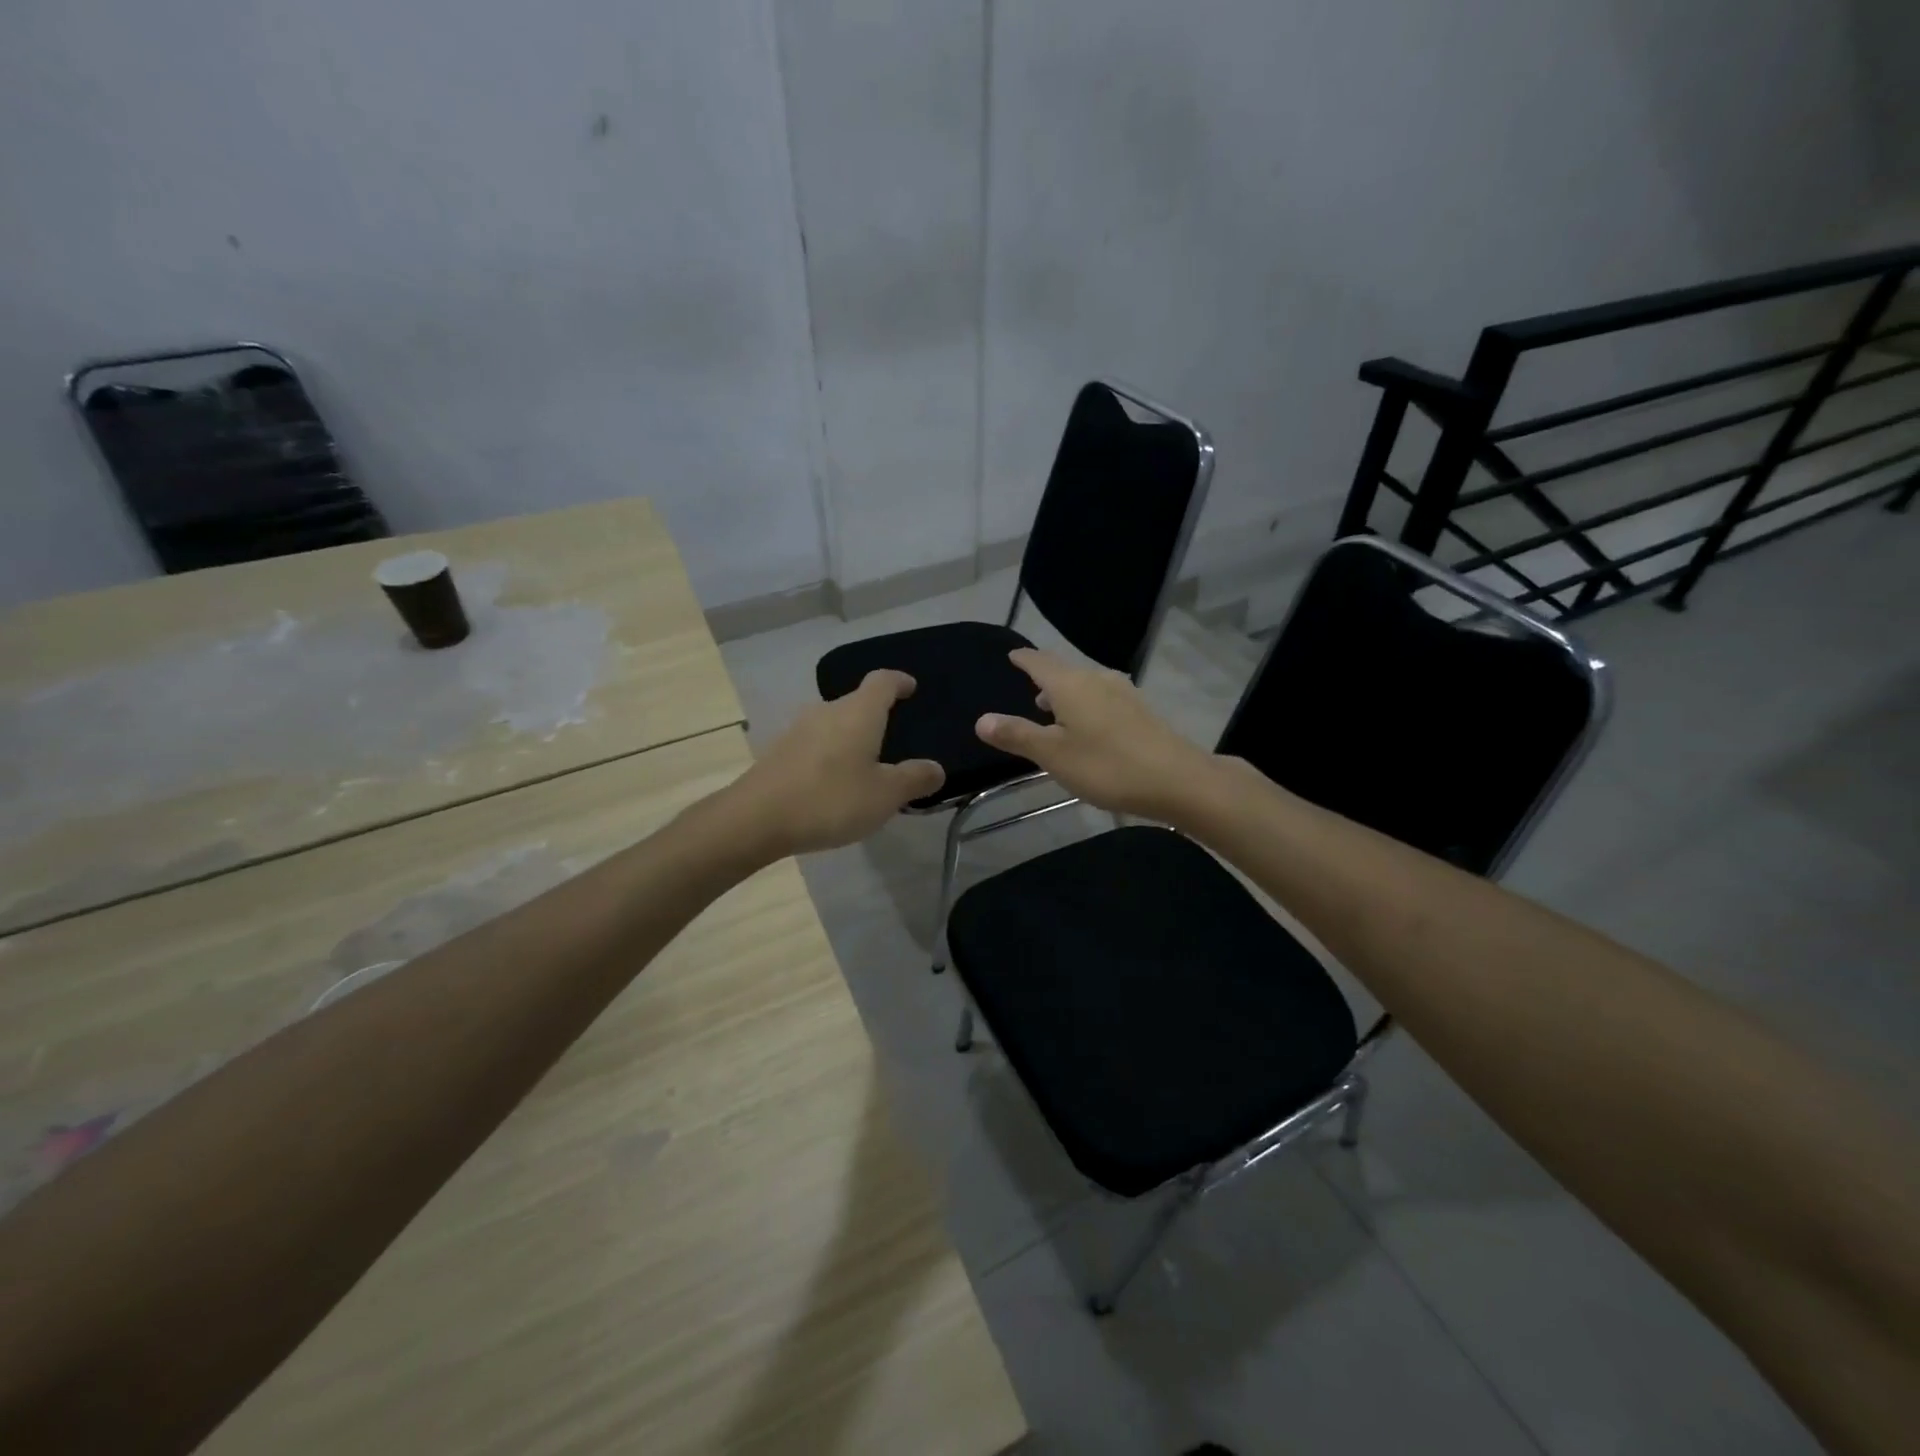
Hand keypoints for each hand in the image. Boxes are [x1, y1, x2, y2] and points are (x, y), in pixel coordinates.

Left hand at [731, 670, 943, 855]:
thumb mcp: (885, 795)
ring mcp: (799, 730)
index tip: (911, 687)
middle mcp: (827, 711)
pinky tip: (836, 782)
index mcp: (858, 712)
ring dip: (852, 737)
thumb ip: (914, 779)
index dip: (899, 681)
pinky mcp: (780, 752)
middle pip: (857, 702)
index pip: (882, 681)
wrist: (756, 820)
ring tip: (867, 764)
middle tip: (896, 737)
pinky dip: (832, 754)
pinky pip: (816, 744)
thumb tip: (935, 768)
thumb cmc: (830, 799)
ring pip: (835, 724)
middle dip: (877, 715)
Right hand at [974, 649, 1217, 821]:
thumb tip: (981, 719)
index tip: (1012, 655)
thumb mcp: (1053, 755)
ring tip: (1050, 707)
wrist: (1177, 779)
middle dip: (1044, 675)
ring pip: (1085, 683)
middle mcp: (1097, 680)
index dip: (1024, 658)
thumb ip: (1017, 735)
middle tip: (1027, 681)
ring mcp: (1123, 693)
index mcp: (1071, 685)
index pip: (1040, 662)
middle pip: (1064, 670)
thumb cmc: (1107, 766)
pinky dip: (1085, 703)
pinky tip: (1086, 724)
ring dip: (1065, 691)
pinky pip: (1102, 697)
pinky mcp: (1140, 711)